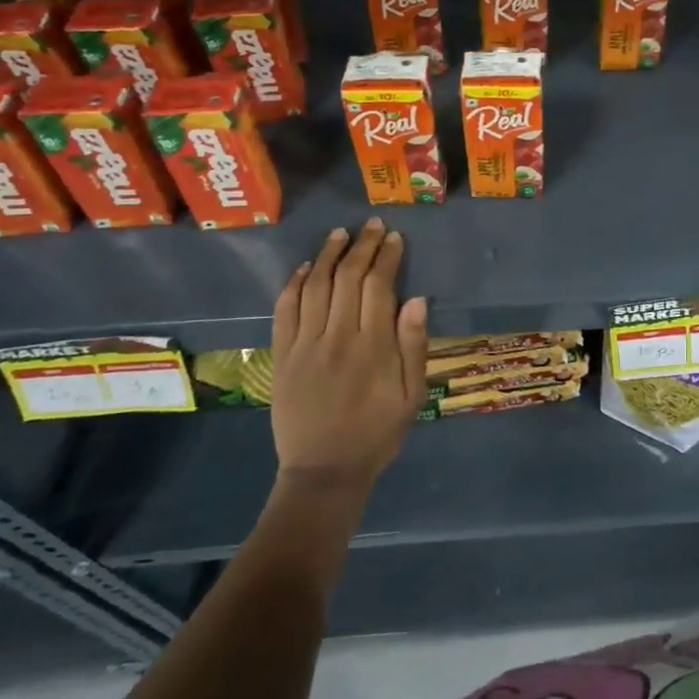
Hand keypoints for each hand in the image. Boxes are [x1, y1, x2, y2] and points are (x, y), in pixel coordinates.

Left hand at [269, 220, 428, 491]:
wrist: (324, 472)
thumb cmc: (378, 433)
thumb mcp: (412, 395)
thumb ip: (414, 346)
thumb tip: (417, 299)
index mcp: (373, 347)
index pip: (379, 286)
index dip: (387, 257)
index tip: (395, 237)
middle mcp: (337, 337)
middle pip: (348, 279)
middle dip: (363, 247)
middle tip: (373, 225)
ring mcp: (305, 345)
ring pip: (315, 287)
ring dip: (327, 256)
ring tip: (340, 234)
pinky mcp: (282, 356)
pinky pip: (285, 311)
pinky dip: (293, 284)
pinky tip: (303, 267)